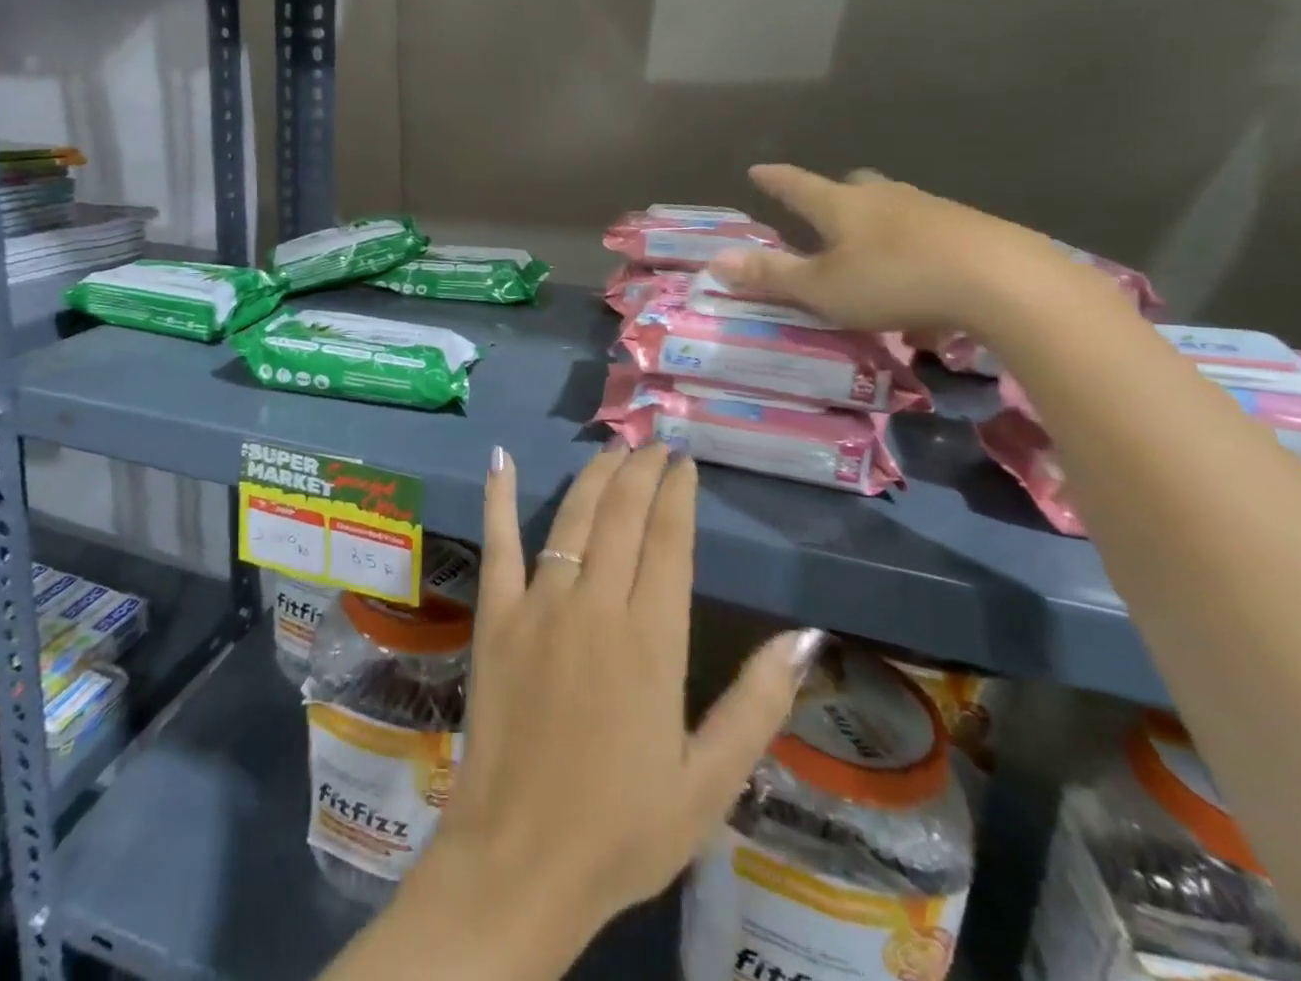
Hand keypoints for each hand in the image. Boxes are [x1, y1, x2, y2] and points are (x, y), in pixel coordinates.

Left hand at [405, 442, 825, 965]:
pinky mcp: (495, 617)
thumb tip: (804, 636)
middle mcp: (596, 606)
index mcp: (652, 641)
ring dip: (594, 477)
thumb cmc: (622, 828)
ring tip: (612, 446)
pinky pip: (497, 545)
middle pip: (622, 516)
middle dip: (641, 471)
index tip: (684, 462)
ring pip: (572, 519)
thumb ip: (757, 704)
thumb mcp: (709, 782)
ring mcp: (539, 606)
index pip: (670, 542)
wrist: (521, 859)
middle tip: (653, 441)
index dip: (677, 495)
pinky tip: (500, 458)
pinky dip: (499, 498)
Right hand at [709, 164, 1073, 335]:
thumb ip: (771, 274)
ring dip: (876, 224)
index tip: (758, 169)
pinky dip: (914, 249)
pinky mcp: (972, 230)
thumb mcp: (822, 287)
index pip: (798, 186)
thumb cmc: (895, 281)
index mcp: (843, 206)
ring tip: (870, 252)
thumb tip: (715, 260)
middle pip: (854, 186)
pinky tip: (920, 280)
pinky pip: (930, 233)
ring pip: (894, 207)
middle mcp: (886, 198)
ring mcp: (933, 210)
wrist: (1005, 283)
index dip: (776, 180)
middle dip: (834, 195)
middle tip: (823, 209)